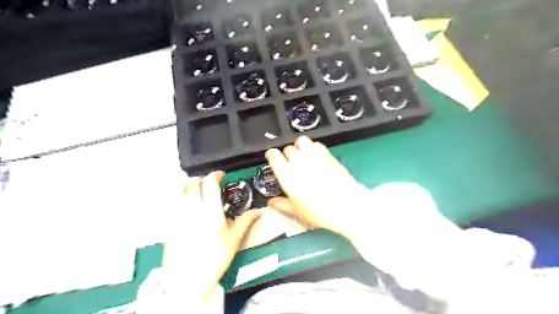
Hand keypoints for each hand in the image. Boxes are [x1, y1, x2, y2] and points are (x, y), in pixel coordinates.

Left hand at [158, 172, 260, 301]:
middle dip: (202, 179)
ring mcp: (177, 216)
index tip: (221, 175)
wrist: (188, 280)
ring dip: (187, 185)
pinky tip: (186, 206)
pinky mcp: (169, 224)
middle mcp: (192, 210)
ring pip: (178, 191)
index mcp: (210, 211)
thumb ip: (246, 221)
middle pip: (192, 183)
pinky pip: (172, 203)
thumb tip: (259, 211)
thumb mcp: (234, 239)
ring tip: (195, 190)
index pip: (209, 183)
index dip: (215, 175)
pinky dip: (179, 197)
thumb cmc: (215, 258)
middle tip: (209, 184)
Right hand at [265, 136, 369, 238]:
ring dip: (300, 147)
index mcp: (286, 174)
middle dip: (287, 154)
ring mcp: (313, 156)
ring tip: (303, 156)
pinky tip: (317, 157)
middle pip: (288, 149)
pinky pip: (316, 144)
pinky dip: (313, 147)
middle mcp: (298, 161)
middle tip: (291, 164)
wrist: (346, 206)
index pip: (273, 155)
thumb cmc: (318, 211)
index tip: (273, 158)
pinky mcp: (327, 154)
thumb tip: (270, 203)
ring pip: (301, 141)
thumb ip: (282, 204)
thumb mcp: (297, 211)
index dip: (271, 154)